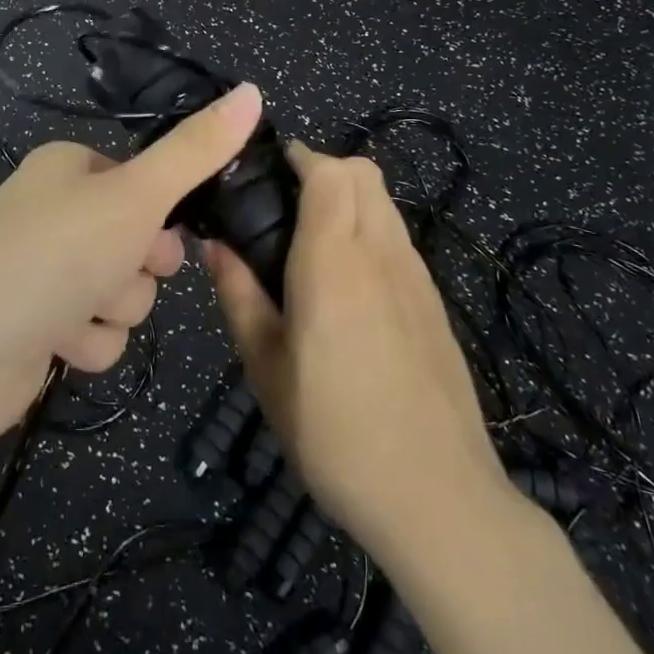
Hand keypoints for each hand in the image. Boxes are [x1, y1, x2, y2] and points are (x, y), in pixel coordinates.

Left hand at [0, 83, 265, 490]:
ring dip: (113, 308)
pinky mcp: (38, 325)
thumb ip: (198, 150)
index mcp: (70, 167)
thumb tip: (254, 89)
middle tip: (122, 268)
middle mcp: (55, 212)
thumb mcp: (137, 195)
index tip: (167, 230)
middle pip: (140, 240)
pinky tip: (57, 342)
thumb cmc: (56, 253)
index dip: (165, 211)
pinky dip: (86, 340)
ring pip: (123, 291)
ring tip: (78, 310)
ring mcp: (44, 270)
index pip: (146, 181)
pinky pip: (95, 331)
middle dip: (139, 267)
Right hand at [205, 142, 519, 572]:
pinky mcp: (435, 301)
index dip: (300, 156)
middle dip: (325, 169)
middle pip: (364, 172)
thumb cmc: (335, 432)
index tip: (268, 171)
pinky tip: (352, 286)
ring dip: (351, 198)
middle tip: (286, 208)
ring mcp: (417, 275)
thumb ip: (239, 296)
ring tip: (315, 244)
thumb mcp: (266, 369)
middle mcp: (381, 252)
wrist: (438, 496)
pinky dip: (373, 231)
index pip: (330, 171)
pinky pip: (400, 238)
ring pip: (385, 202)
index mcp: (334, 261)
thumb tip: (214, 245)